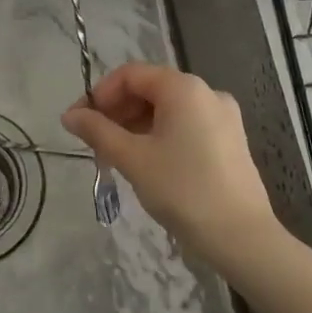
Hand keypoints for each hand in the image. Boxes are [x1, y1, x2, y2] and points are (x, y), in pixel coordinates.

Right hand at [62, 63, 278, 269]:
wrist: (242, 238)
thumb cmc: (183, 190)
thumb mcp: (133, 159)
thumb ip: (98, 131)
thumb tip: (69, 115)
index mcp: (183, 88)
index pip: (130, 75)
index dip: (100, 94)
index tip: (80, 122)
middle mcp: (206, 92)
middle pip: (150, 89)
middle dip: (117, 111)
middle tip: (95, 142)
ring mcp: (223, 116)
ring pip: (167, 109)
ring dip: (136, 125)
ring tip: (116, 156)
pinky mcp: (230, 139)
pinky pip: (186, 125)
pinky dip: (160, 135)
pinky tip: (147, 162)